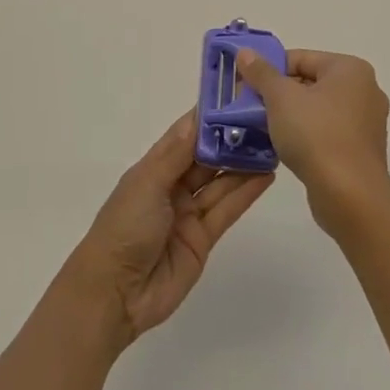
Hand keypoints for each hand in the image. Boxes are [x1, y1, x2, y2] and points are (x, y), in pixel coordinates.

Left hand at [67, 110, 271, 346]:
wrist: (115, 293)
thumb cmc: (125, 228)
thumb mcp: (147, 183)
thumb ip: (176, 154)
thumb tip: (198, 119)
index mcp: (152, 169)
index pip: (183, 136)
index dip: (207, 118)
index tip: (235, 96)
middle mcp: (171, 187)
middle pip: (206, 158)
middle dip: (231, 140)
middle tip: (264, 119)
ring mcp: (188, 214)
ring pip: (220, 183)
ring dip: (243, 164)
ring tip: (274, 143)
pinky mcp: (203, 239)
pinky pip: (227, 210)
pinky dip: (246, 192)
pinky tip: (266, 175)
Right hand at [234, 49, 389, 236]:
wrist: (350, 196)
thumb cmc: (316, 136)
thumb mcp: (280, 98)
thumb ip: (261, 73)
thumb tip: (245, 52)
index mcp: (350, 69)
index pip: (300, 58)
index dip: (268, 70)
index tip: (244, 86)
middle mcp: (364, 90)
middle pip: (308, 82)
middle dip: (276, 94)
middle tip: (247, 107)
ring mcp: (365, 122)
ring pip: (316, 109)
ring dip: (287, 116)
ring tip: (260, 128)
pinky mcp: (360, 150)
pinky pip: (326, 132)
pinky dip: (304, 135)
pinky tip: (282, 147)